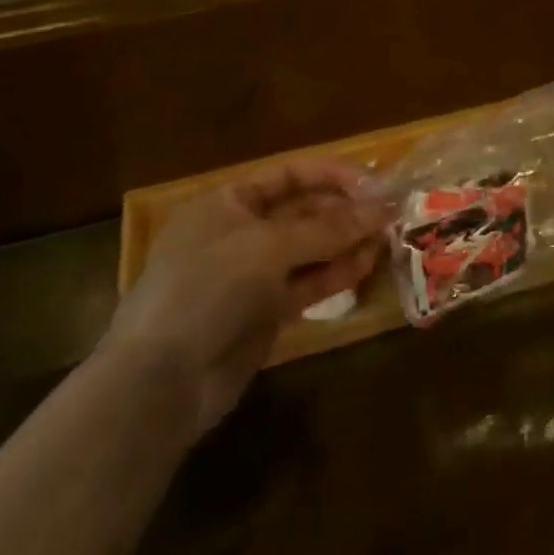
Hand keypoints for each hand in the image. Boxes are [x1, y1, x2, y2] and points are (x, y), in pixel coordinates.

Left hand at [103, 159, 387, 437]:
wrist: (163, 378)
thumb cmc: (208, 287)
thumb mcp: (269, 247)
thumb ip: (328, 228)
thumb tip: (381, 210)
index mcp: (228, 202)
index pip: (288, 175)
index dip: (332, 175)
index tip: (374, 183)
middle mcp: (240, 232)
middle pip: (302, 212)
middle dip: (344, 211)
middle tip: (390, 213)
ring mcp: (252, 274)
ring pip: (309, 250)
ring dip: (346, 242)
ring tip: (387, 239)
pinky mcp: (264, 312)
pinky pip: (306, 283)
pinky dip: (334, 274)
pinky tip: (366, 266)